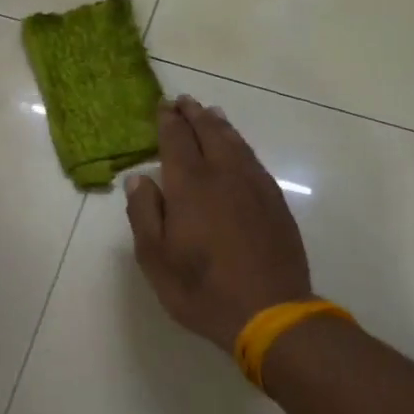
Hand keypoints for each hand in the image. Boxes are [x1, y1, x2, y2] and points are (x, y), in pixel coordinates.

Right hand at [125, 95, 314, 352]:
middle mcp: (224, 175)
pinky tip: (238, 150)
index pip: (176, 140)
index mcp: (190, 186)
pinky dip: (241, 145)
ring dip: (220, 125)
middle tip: (184, 101)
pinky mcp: (275, 202)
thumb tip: (138, 179)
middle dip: (194, 115)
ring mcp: (255, 186)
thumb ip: (144, 214)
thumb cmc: (202, 289)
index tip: (162, 106)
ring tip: (211, 114)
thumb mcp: (156, 259)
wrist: (269, 312)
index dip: (168, 121)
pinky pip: (253, 160)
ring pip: (236, 143)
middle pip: (209, 133)